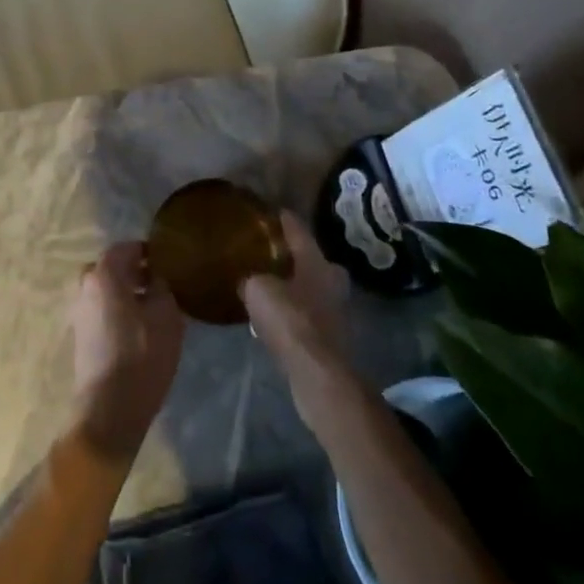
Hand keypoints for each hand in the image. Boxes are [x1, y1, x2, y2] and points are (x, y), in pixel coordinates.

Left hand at [70, 243, 184, 460]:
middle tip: (162, 283)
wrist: (109, 407)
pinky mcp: (80, 333)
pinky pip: (102, 308)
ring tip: (154, 307)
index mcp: (103, 274)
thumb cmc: (142, 355)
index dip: (148, 251)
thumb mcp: (166, 315)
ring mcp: (79, 310)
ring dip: (127, 291)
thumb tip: (156, 276)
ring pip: (106, 289)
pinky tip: (139, 327)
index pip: (126, 247)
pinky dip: (118, 308)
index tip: (168, 261)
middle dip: (136, 271)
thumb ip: (162, 285)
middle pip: (113, 267)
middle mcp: (85, 285)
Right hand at [241, 211, 350, 375]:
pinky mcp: (333, 335)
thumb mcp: (257, 291)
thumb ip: (251, 279)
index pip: (298, 230)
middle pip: (311, 259)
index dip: (284, 219)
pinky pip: (309, 312)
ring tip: (269, 285)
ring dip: (294, 285)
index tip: (273, 210)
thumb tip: (247, 279)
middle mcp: (332, 279)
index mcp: (316, 261)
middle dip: (292, 255)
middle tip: (270, 253)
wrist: (317, 373)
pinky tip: (277, 315)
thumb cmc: (290, 321)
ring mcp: (337, 308)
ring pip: (312, 287)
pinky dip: (295, 310)